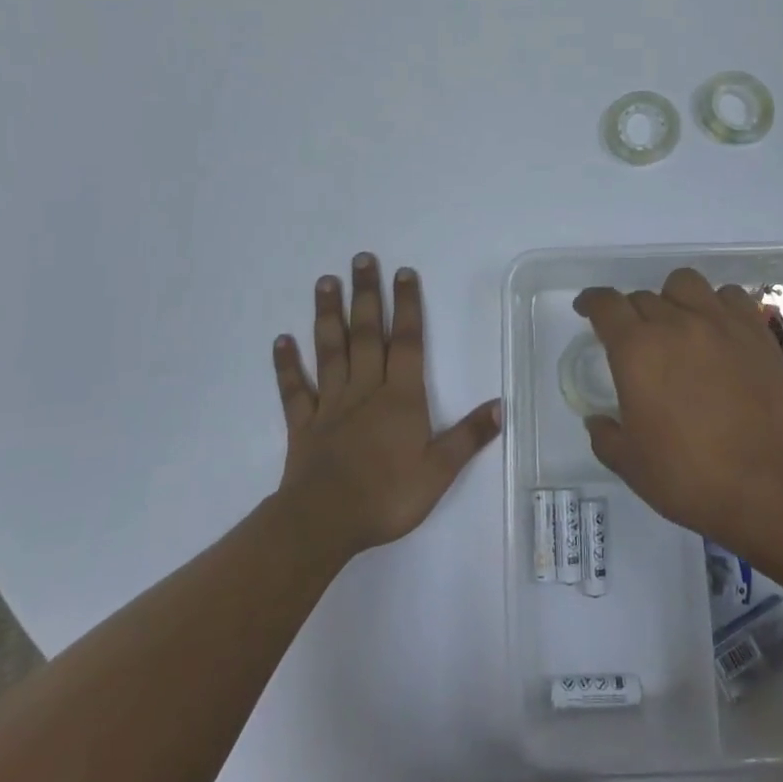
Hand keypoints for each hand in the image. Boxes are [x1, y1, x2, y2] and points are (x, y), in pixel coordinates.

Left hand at [273, 254, 500, 556]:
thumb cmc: (387, 496)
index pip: (406, 341)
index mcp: (400, 396)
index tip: (403, 272)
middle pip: (365, 333)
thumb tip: (501, 405)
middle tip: (360, 259)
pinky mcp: (303, 424)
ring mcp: (330, 404)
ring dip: (328, 315)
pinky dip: (287, 365)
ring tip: (325, 281)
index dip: (406, 305)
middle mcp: (365, 389)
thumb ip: (468, 436)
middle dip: (366, 295)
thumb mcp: (439, 471)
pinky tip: (281, 340)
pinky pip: (294, 389)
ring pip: (330, 350)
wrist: (324, 522)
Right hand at [577, 269, 782, 549]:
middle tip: (636, 342)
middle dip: (631, 314)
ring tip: (678, 324)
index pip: (606, 305)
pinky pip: (730, 296)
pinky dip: (717, 304)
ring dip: (672, 298)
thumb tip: (598, 420)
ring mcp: (720, 323)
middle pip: (643, 296)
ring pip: (685, 283)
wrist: (769, 486)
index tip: (586, 309)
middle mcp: (676, 323)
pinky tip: (718, 329)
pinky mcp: (756, 332)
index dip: (591, 302)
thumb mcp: (630, 464)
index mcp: (637, 349)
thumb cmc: (689, 477)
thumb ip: (605, 435)